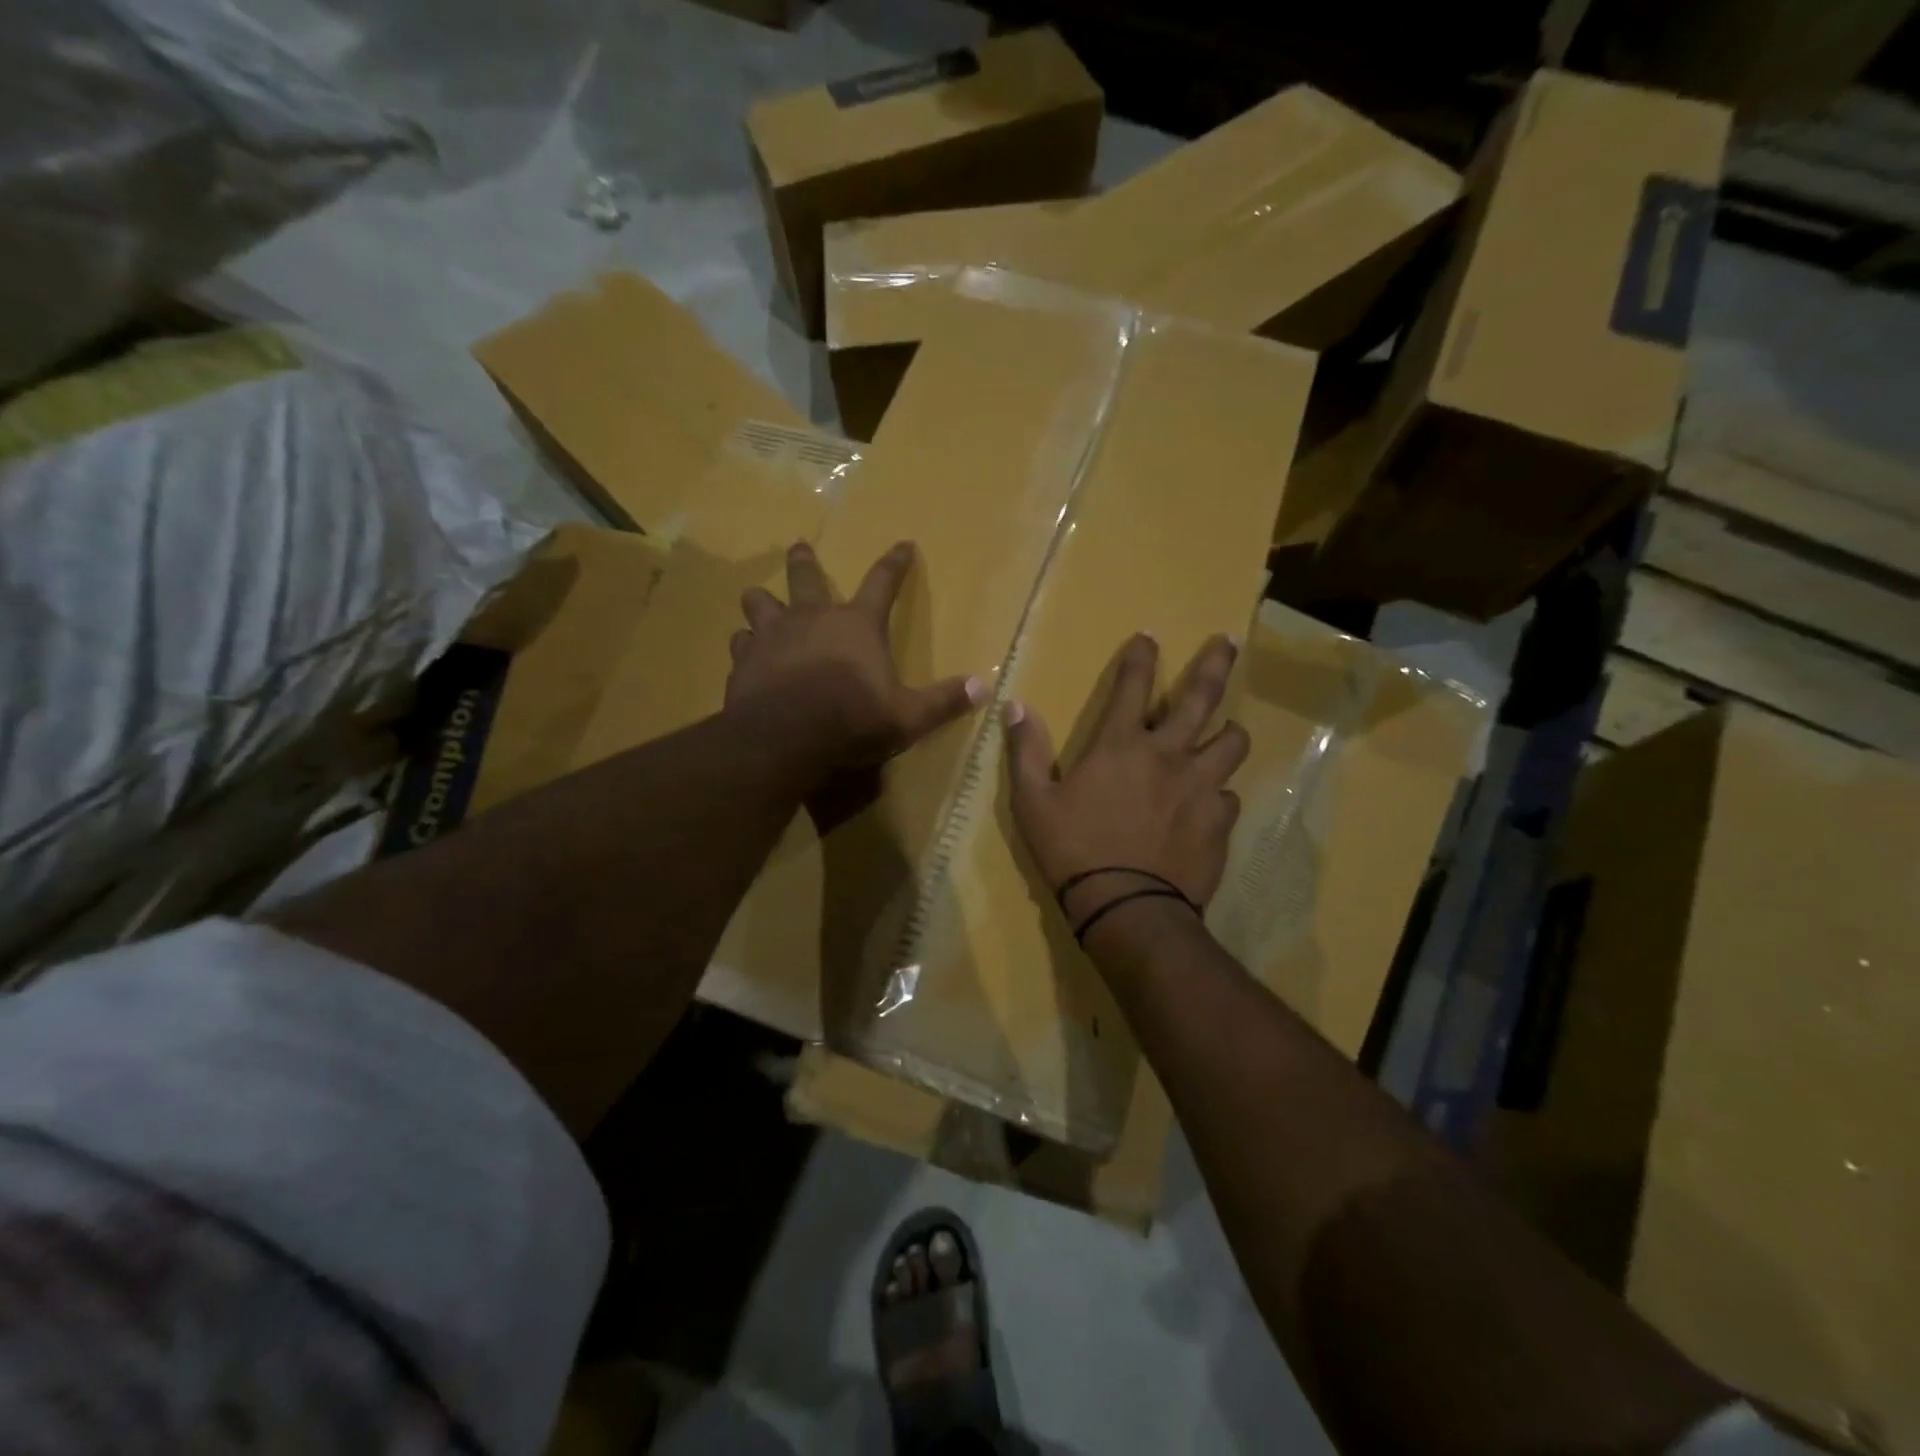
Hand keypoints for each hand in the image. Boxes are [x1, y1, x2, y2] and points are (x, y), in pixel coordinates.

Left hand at [725, 540, 983, 767]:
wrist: (785, 737)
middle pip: (806, 577)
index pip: (883, 583)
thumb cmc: (852, 720)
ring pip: (760, 602)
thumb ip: (943, 701)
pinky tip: (744, 650)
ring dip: (761, 600)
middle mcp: (812, 618)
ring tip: (758, 599)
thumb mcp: (908, 716)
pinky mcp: (744, 660)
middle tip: (799, 545)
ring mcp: (772, 635)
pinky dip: (744, 644)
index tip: (904, 544)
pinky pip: (740, 642)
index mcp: (857, 625)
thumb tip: (984, 689)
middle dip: (805, 560)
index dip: (895, 563)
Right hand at [1005, 633, 1247, 942]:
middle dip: (1215, 662)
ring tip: (1225, 734)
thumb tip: (1014, 706)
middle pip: (1202, 696)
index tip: (1150, 636)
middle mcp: (1169, 754)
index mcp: (1121, 745)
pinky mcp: (1220, 821)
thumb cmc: (1073, 851)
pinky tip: (1208, 806)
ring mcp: (1201, 786)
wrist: (1127, 908)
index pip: (1133, 685)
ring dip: (1228, 733)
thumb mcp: (1033, 802)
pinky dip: (1218, 794)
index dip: (1141, 656)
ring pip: (1232, 743)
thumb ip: (1026, 751)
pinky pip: (1229, 796)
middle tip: (1229, 641)